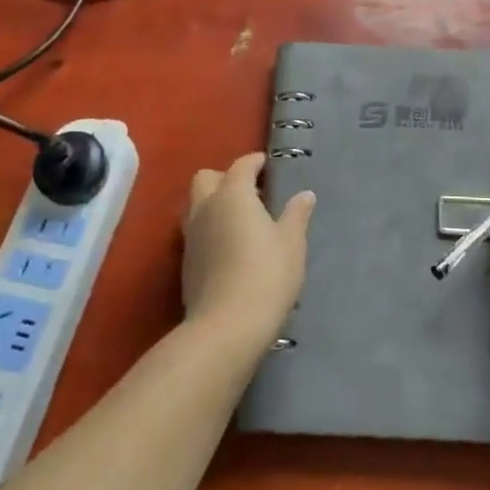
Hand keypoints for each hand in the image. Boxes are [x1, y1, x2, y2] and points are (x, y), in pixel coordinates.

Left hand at [182, 153, 314, 351]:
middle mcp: (206, 207)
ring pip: (196, 204)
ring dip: (213, 203)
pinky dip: (209, 228)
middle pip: (207, 178)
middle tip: (250, 192)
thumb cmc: (266, 275)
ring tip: (239, 219)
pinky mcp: (185, 263)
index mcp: (232, 194)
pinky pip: (195, 231)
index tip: (268, 166)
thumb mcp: (292, 243)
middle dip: (226, 177)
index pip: (241, 165)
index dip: (255, 162)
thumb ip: (296, 215)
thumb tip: (304, 195)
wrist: (226, 327)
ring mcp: (191, 236)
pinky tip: (228, 246)